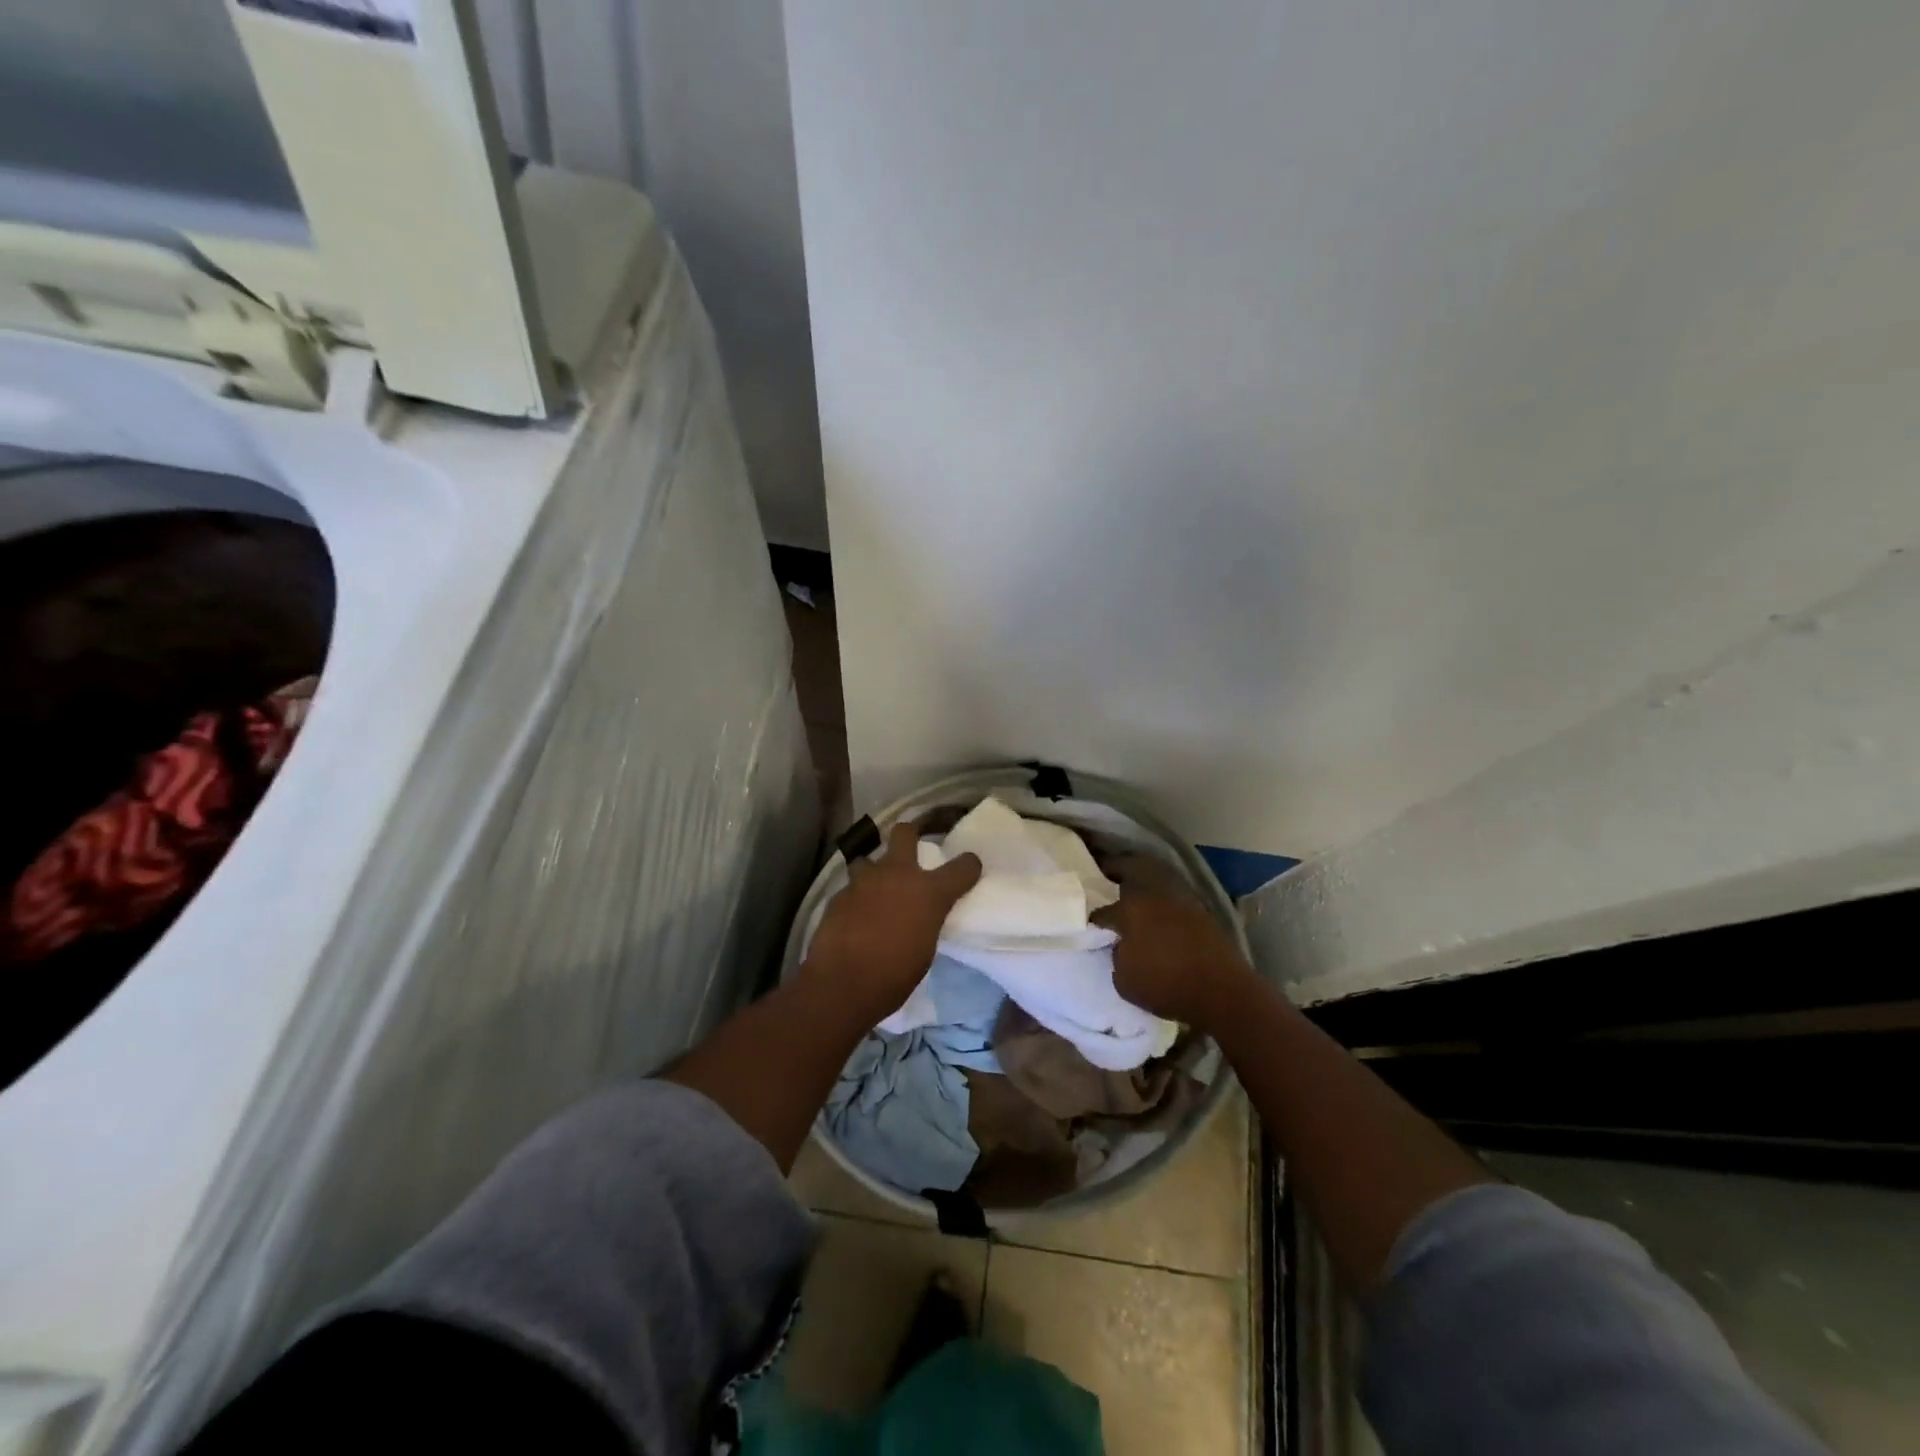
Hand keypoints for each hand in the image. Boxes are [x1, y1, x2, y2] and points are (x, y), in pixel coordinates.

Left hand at [801, 821, 981, 1021]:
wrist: (843, 984)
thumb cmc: (895, 976)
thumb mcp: (926, 948)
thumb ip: (926, 920)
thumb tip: (920, 915)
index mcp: (929, 892)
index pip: (963, 866)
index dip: (968, 865)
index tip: (968, 868)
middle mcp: (898, 875)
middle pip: (905, 832)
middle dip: (909, 834)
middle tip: (911, 846)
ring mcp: (864, 880)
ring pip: (868, 858)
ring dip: (873, 870)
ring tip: (874, 888)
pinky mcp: (838, 894)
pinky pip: (850, 888)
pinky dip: (855, 898)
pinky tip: (853, 915)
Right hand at [1093, 874, 1252, 1029]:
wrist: (1222, 991)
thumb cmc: (1166, 986)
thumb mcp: (1124, 981)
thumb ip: (1116, 957)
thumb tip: (1120, 946)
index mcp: (1129, 910)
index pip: (1103, 912)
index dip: (1094, 923)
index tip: (1092, 931)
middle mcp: (1153, 897)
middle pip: (1129, 881)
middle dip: (1116, 881)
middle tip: (1109, 889)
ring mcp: (1180, 901)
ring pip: (1154, 889)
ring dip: (1144, 894)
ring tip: (1137, 907)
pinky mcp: (1201, 912)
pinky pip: (1174, 904)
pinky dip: (1165, 908)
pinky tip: (1163, 922)